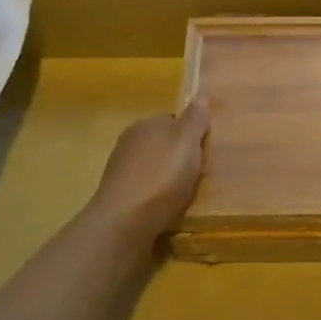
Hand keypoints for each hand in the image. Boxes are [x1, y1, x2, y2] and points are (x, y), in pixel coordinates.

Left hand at [86, 100, 210, 242]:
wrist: (124, 222)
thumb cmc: (162, 177)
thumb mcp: (187, 143)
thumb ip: (195, 119)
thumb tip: (199, 96)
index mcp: (146, 124)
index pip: (173, 120)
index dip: (190, 134)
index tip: (204, 151)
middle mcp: (129, 141)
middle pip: (161, 144)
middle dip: (177, 157)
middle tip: (197, 174)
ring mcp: (119, 169)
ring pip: (152, 167)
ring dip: (165, 178)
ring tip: (184, 195)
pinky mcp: (116, 196)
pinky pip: (143, 189)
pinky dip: (154, 196)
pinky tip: (165, 209)